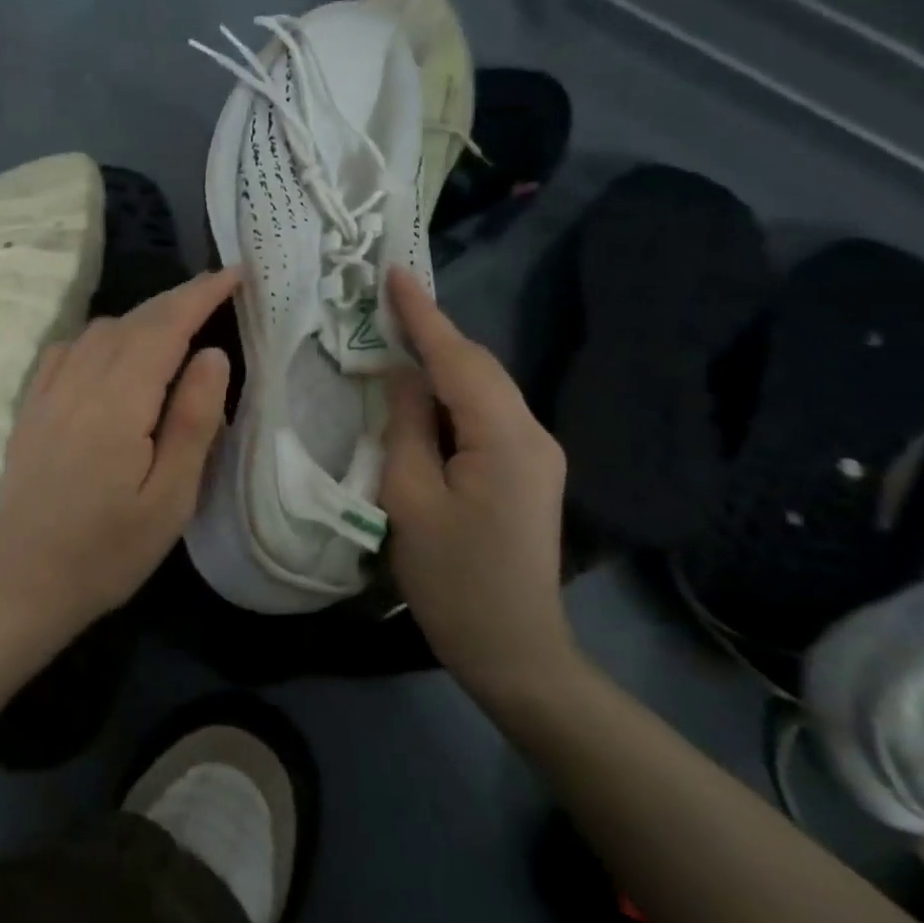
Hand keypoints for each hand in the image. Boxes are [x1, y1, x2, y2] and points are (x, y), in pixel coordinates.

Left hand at [0, 267, 238, 629]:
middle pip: (134, 320)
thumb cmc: (107, 548)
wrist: (22, 579)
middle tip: (216, 291)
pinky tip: (111, 352)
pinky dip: (100, 336)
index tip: (234, 274)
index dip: (201, 295)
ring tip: (175, 326)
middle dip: (177, 299)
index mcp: (120, 399)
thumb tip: (211, 354)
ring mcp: (49, 390)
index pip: (166, 326)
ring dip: (142, 317)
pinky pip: (68, 349)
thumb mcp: (170, 497)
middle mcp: (80, 380)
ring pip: (100, 330)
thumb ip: (193, 420)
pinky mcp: (32, 406)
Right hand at [380, 267, 575, 700]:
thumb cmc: (453, 580)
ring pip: (483, 390)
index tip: (395, 272)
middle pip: (478, 368)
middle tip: (386, 303)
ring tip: (397, 338)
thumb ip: (406, 427)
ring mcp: (536, 454)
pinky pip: (486, 415)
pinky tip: (423, 395)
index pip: (458, 359)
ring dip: (442, 363)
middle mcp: (532, 434)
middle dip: (434, 333)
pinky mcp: (528, 472)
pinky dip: (452, 396)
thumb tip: (404, 377)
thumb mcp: (410, 500)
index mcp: (504, 437)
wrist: (515, 651)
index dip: (423, 314)